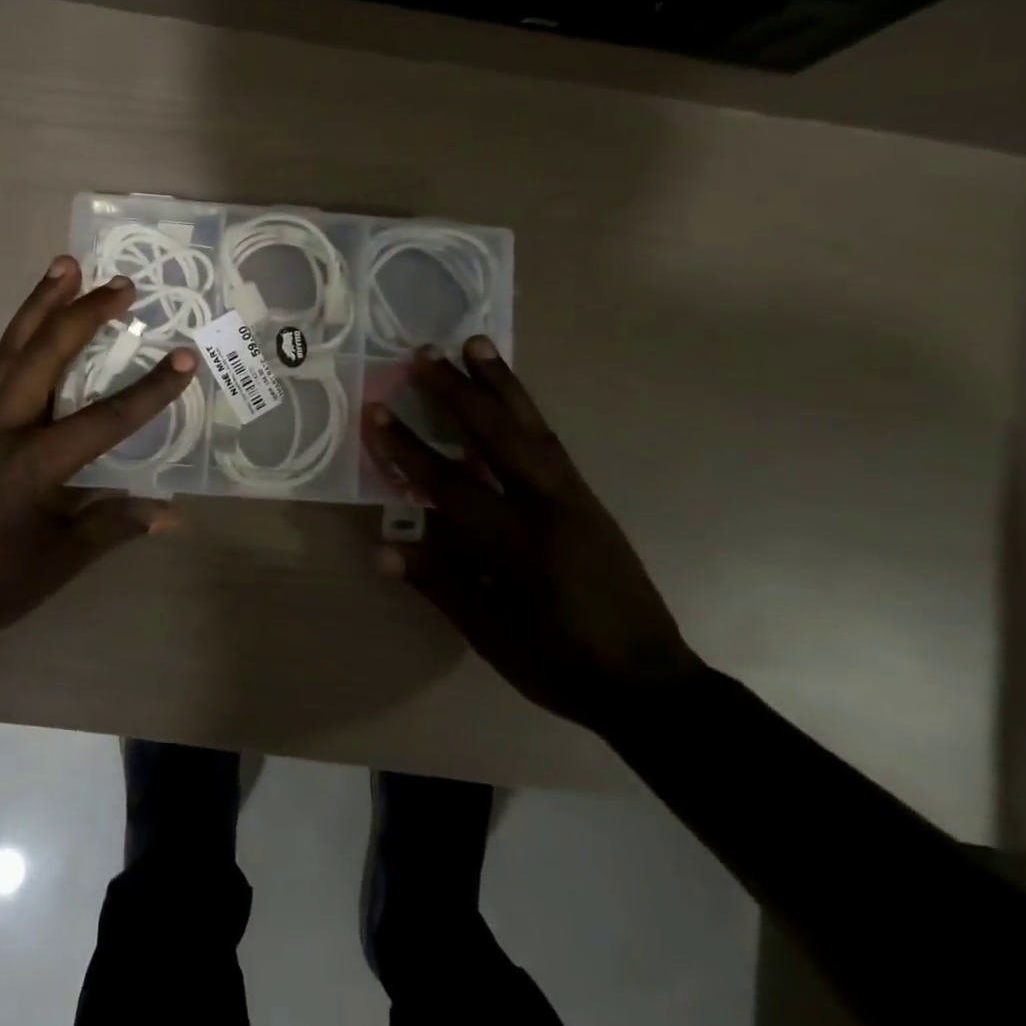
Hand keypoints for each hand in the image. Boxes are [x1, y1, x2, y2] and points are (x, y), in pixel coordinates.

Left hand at [0, 256, 194, 638]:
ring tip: (65, 266)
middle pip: (45, 355)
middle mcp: (0, 426)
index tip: (184, 358)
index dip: (149, 390)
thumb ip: (113, 526)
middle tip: (121, 285)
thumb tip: (172, 513)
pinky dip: (19, 332)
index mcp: (30, 465)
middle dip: (84, 315)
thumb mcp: (58, 562)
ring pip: (11, 346)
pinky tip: (34, 319)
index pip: (103, 419)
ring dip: (41, 304)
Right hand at [360, 337, 703, 734]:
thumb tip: (382, 549)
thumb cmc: (559, 664)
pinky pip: (549, 441)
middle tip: (424, 354)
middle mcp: (549, 507)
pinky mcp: (588, 497)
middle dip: (455, 392)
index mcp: (518, 545)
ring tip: (475, 343)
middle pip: (496, 435)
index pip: (449, 484)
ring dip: (499, 382)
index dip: (407, 448)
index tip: (376, 412)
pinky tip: (507, 395)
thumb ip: (438, 584)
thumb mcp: (490, 635)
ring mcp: (574, 497)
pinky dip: (523, 409)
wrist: (649, 682)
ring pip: (531, 426)